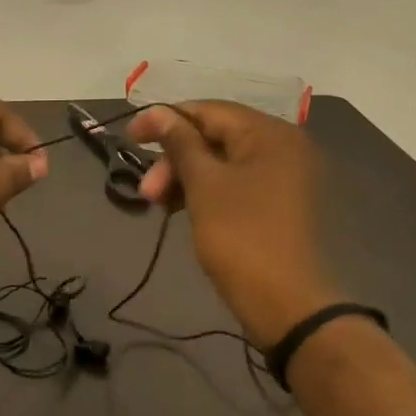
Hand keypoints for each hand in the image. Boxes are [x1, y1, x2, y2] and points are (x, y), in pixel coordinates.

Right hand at [125, 101, 341, 347]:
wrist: (286, 305)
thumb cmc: (241, 236)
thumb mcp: (204, 185)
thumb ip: (180, 143)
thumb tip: (158, 113)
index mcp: (270, 133)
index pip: (209, 110)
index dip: (165, 119)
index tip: (129, 138)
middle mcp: (281, 147)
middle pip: (215, 136)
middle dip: (175, 158)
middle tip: (146, 190)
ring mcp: (282, 177)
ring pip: (221, 162)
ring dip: (185, 177)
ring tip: (156, 203)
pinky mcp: (276, 205)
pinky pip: (233, 184)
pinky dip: (204, 192)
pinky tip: (178, 209)